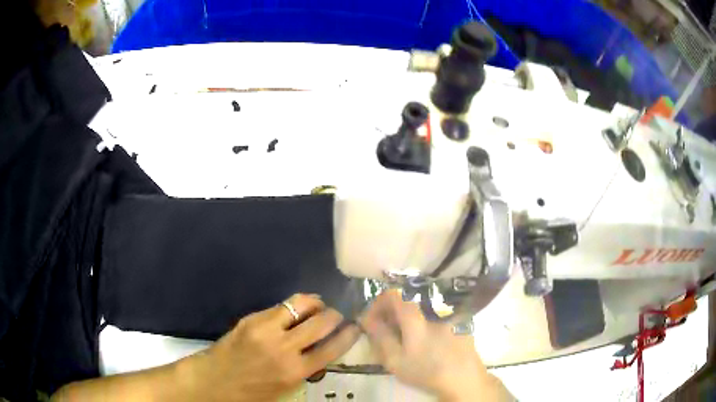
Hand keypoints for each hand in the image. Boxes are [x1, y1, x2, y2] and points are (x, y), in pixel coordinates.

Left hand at [181, 293, 360, 401]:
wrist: (215, 381)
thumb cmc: (252, 392)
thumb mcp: (286, 389)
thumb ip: (305, 369)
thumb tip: (321, 349)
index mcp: (295, 372)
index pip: (332, 348)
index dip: (349, 335)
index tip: (356, 327)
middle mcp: (284, 348)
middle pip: (321, 322)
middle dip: (335, 315)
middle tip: (337, 315)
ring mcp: (266, 330)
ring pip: (301, 304)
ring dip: (316, 303)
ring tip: (319, 306)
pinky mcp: (252, 319)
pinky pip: (280, 306)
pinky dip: (293, 306)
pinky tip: (294, 309)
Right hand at [360, 291, 511, 401]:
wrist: (464, 378)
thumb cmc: (426, 371)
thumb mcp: (395, 360)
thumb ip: (380, 336)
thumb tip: (367, 318)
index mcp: (415, 318)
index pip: (393, 294)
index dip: (379, 303)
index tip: (373, 320)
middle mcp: (433, 310)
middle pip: (407, 303)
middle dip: (392, 315)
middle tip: (388, 334)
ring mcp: (449, 316)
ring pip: (421, 312)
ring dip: (409, 322)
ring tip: (408, 343)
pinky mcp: (459, 323)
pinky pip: (436, 318)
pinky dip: (426, 326)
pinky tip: (428, 346)